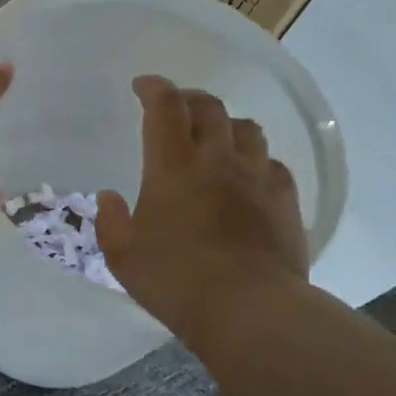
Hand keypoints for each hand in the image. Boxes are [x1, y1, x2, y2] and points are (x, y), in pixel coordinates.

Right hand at [97, 75, 309, 344]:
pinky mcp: (284, 200)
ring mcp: (256, 178)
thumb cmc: (175, 281)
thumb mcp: (123, 257)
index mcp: (173, 168)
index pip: (165, 108)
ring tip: (213, 136)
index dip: (153, 88)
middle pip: (210, 108)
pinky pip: (271, 163)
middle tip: (175, 107)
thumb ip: (111, 222)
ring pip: (246, 128)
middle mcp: (217, 161)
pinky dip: (254, 158)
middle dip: (189, 99)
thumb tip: (111, 196)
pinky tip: (247, 174)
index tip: (142, 86)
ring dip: (225, 124)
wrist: (248, 309)